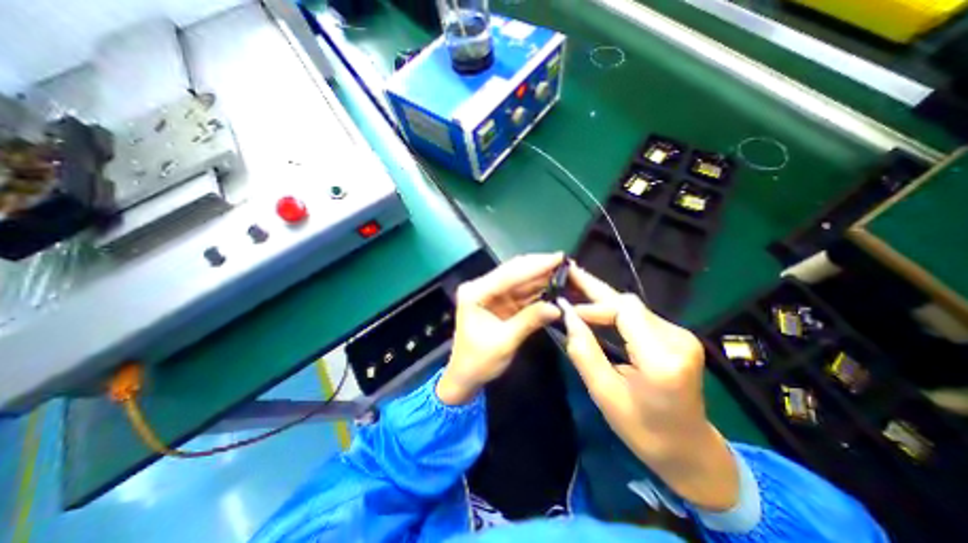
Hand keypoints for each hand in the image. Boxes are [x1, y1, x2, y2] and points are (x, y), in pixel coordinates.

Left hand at [436, 255, 563, 407]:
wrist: (465, 377)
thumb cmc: (478, 362)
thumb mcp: (504, 342)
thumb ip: (529, 320)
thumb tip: (558, 307)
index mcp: (475, 293)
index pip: (508, 275)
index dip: (535, 266)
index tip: (559, 257)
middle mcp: (481, 287)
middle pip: (513, 272)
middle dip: (539, 266)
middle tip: (564, 261)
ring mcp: (491, 294)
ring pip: (519, 280)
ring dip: (540, 276)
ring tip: (563, 269)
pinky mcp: (500, 302)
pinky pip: (521, 292)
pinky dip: (537, 289)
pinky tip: (552, 284)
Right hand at [564, 264, 738, 510]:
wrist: (689, 449)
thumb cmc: (644, 430)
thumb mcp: (605, 395)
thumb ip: (584, 353)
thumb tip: (567, 316)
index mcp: (662, 360)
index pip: (625, 312)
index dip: (593, 306)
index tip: (567, 310)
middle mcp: (678, 339)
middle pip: (629, 303)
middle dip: (595, 289)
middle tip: (569, 271)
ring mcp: (681, 336)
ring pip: (633, 306)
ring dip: (602, 299)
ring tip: (576, 284)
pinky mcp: (676, 336)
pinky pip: (638, 315)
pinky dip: (613, 310)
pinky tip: (594, 303)